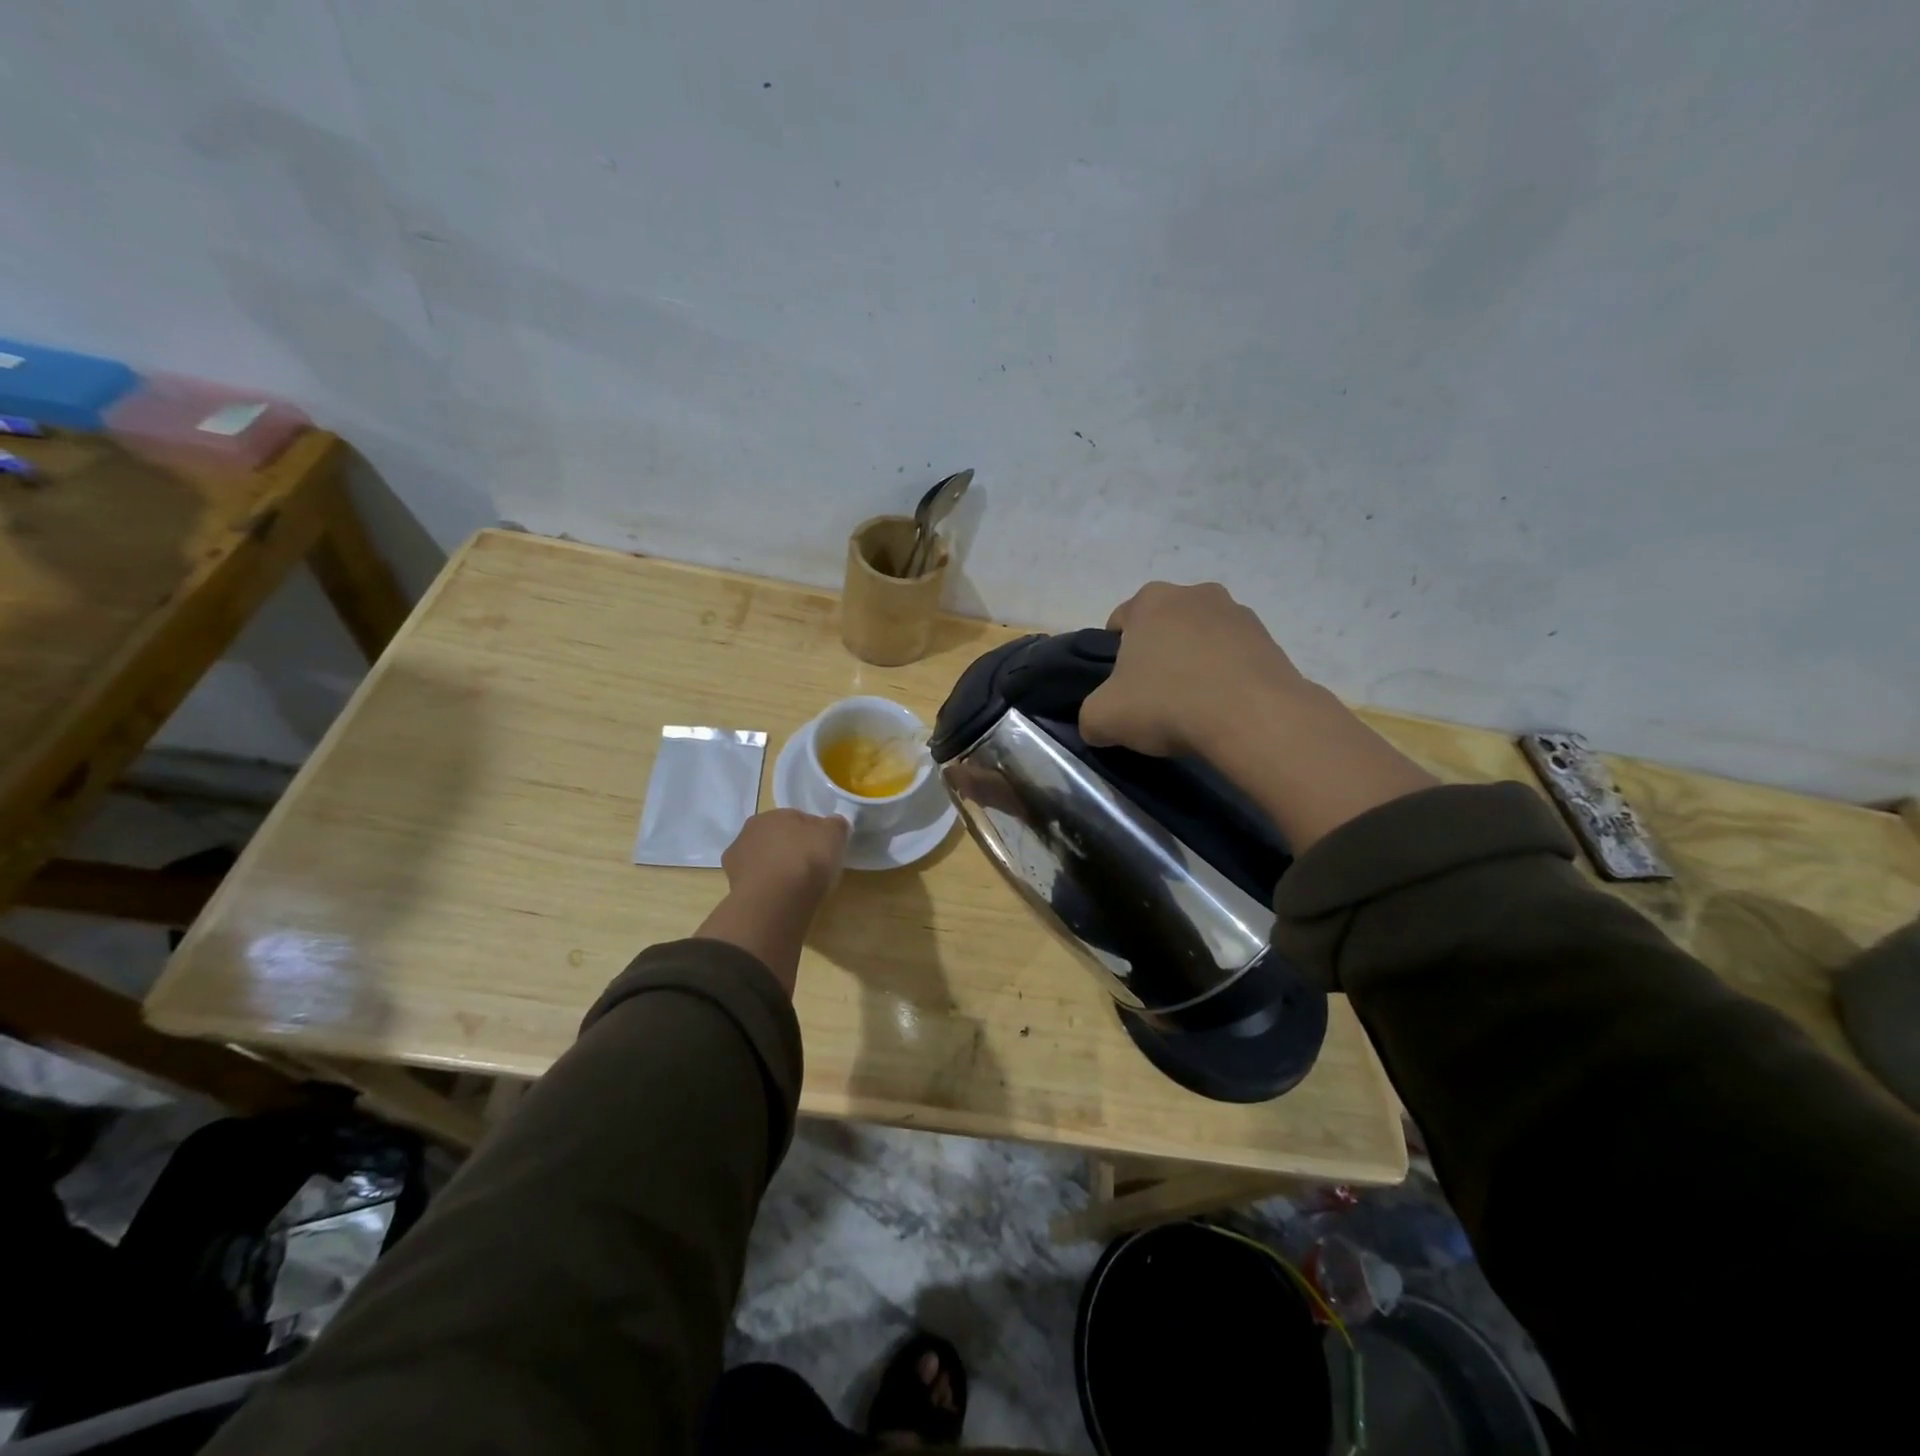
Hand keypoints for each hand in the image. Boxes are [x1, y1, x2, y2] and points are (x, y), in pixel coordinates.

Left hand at [721, 808, 849, 905]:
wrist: (776, 899)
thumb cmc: (807, 859)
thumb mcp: (834, 835)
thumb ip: (835, 825)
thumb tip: (833, 825)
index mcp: (774, 813)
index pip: (798, 819)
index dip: (813, 835)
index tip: (825, 850)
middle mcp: (750, 830)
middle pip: (777, 838)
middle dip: (791, 849)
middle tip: (811, 868)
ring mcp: (737, 859)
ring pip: (764, 861)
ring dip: (775, 869)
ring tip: (795, 887)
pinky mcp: (732, 886)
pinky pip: (757, 883)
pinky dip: (766, 889)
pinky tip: (780, 899)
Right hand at [1080, 581, 1312, 759]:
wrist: (1253, 718)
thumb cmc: (1167, 703)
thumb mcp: (1103, 718)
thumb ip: (1090, 716)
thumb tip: (1098, 725)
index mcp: (1150, 600)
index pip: (1119, 621)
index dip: (1114, 657)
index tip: (1121, 688)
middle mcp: (1195, 594)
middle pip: (1163, 627)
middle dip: (1157, 656)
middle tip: (1155, 698)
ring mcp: (1238, 613)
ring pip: (1201, 639)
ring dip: (1194, 664)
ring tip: (1194, 707)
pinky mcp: (1270, 640)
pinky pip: (1234, 658)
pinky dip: (1226, 677)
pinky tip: (1223, 709)